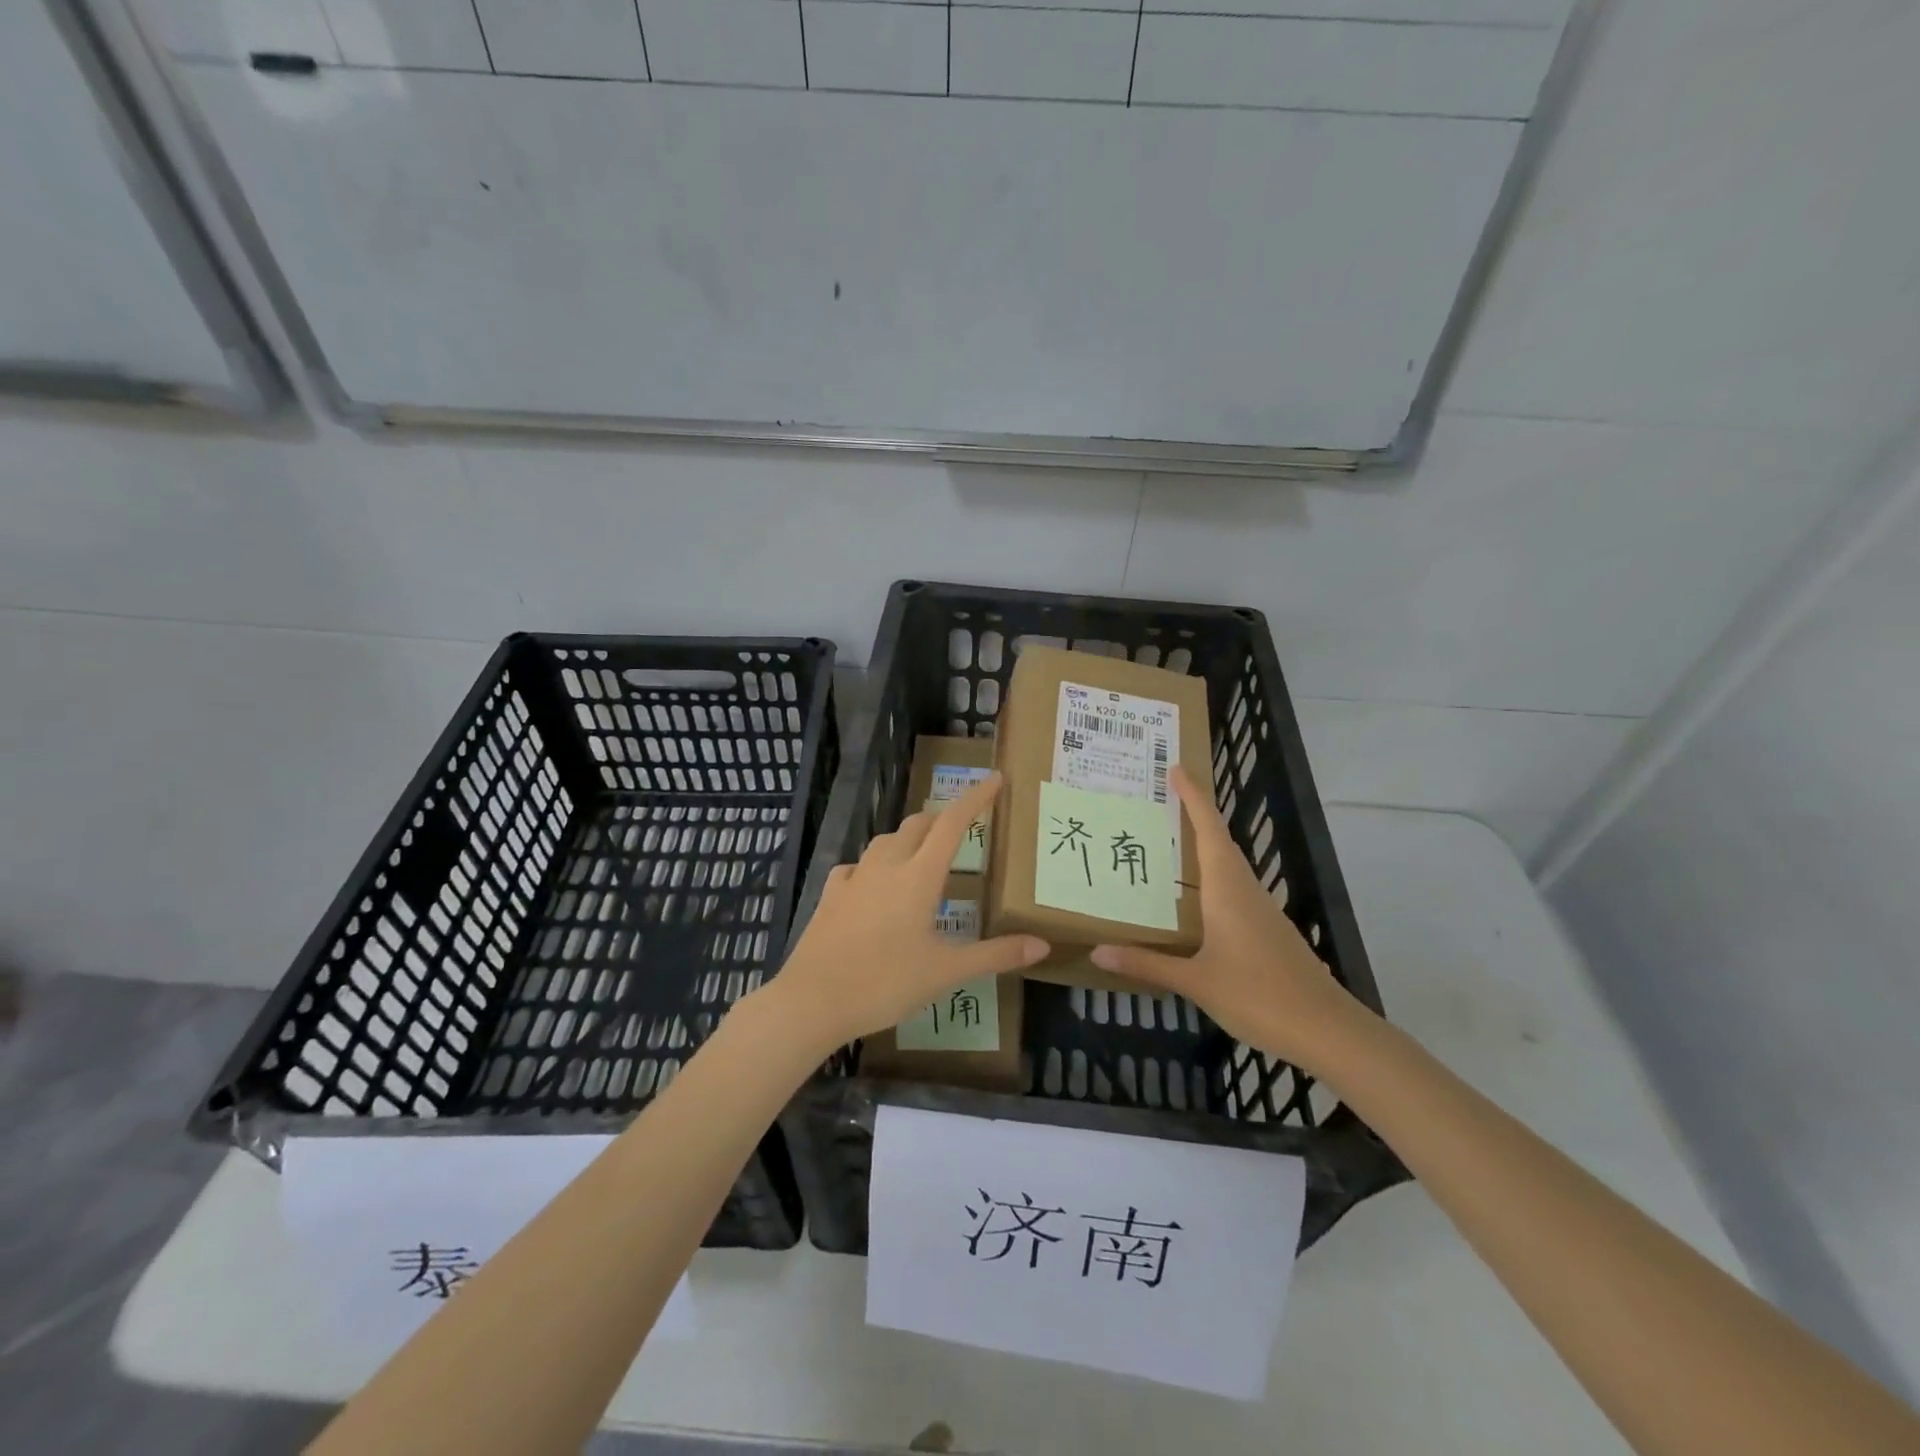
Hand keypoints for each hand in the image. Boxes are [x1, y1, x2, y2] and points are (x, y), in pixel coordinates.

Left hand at [770, 773, 1048, 1051]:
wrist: (813, 1001)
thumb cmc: (886, 983)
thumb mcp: (946, 972)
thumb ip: (995, 955)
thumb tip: (1042, 945)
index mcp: (919, 876)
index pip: (953, 824)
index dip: (975, 798)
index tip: (995, 778)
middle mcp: (886, 866)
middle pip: (917, 824)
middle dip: (941, 819)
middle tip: (961, 830)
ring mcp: (854, 878)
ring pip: (886, 840)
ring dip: (908, 838)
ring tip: (922, 855)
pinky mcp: (831, 894)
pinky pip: (856, 865)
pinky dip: (873, 865)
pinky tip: (873, 883)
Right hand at [1090, 765, 1366, 1075]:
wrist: (1327, 1030)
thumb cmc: (1260, 995)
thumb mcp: (1197, 981)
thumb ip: (1147, 964)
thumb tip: (1097, 952)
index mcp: (1228, 889)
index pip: (1209, 829)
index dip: (1193, 797)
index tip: (1176, 769)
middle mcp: (1245, 890)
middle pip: (1219, 840)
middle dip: (1193, 815)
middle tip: (1159, 800)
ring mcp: (1260, 910)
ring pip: (1228, 865)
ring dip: (1202, 845)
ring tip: (1167, 841)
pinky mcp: (1267, 930)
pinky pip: (1233, 888)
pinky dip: (1211, 877)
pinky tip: (1193, 897)